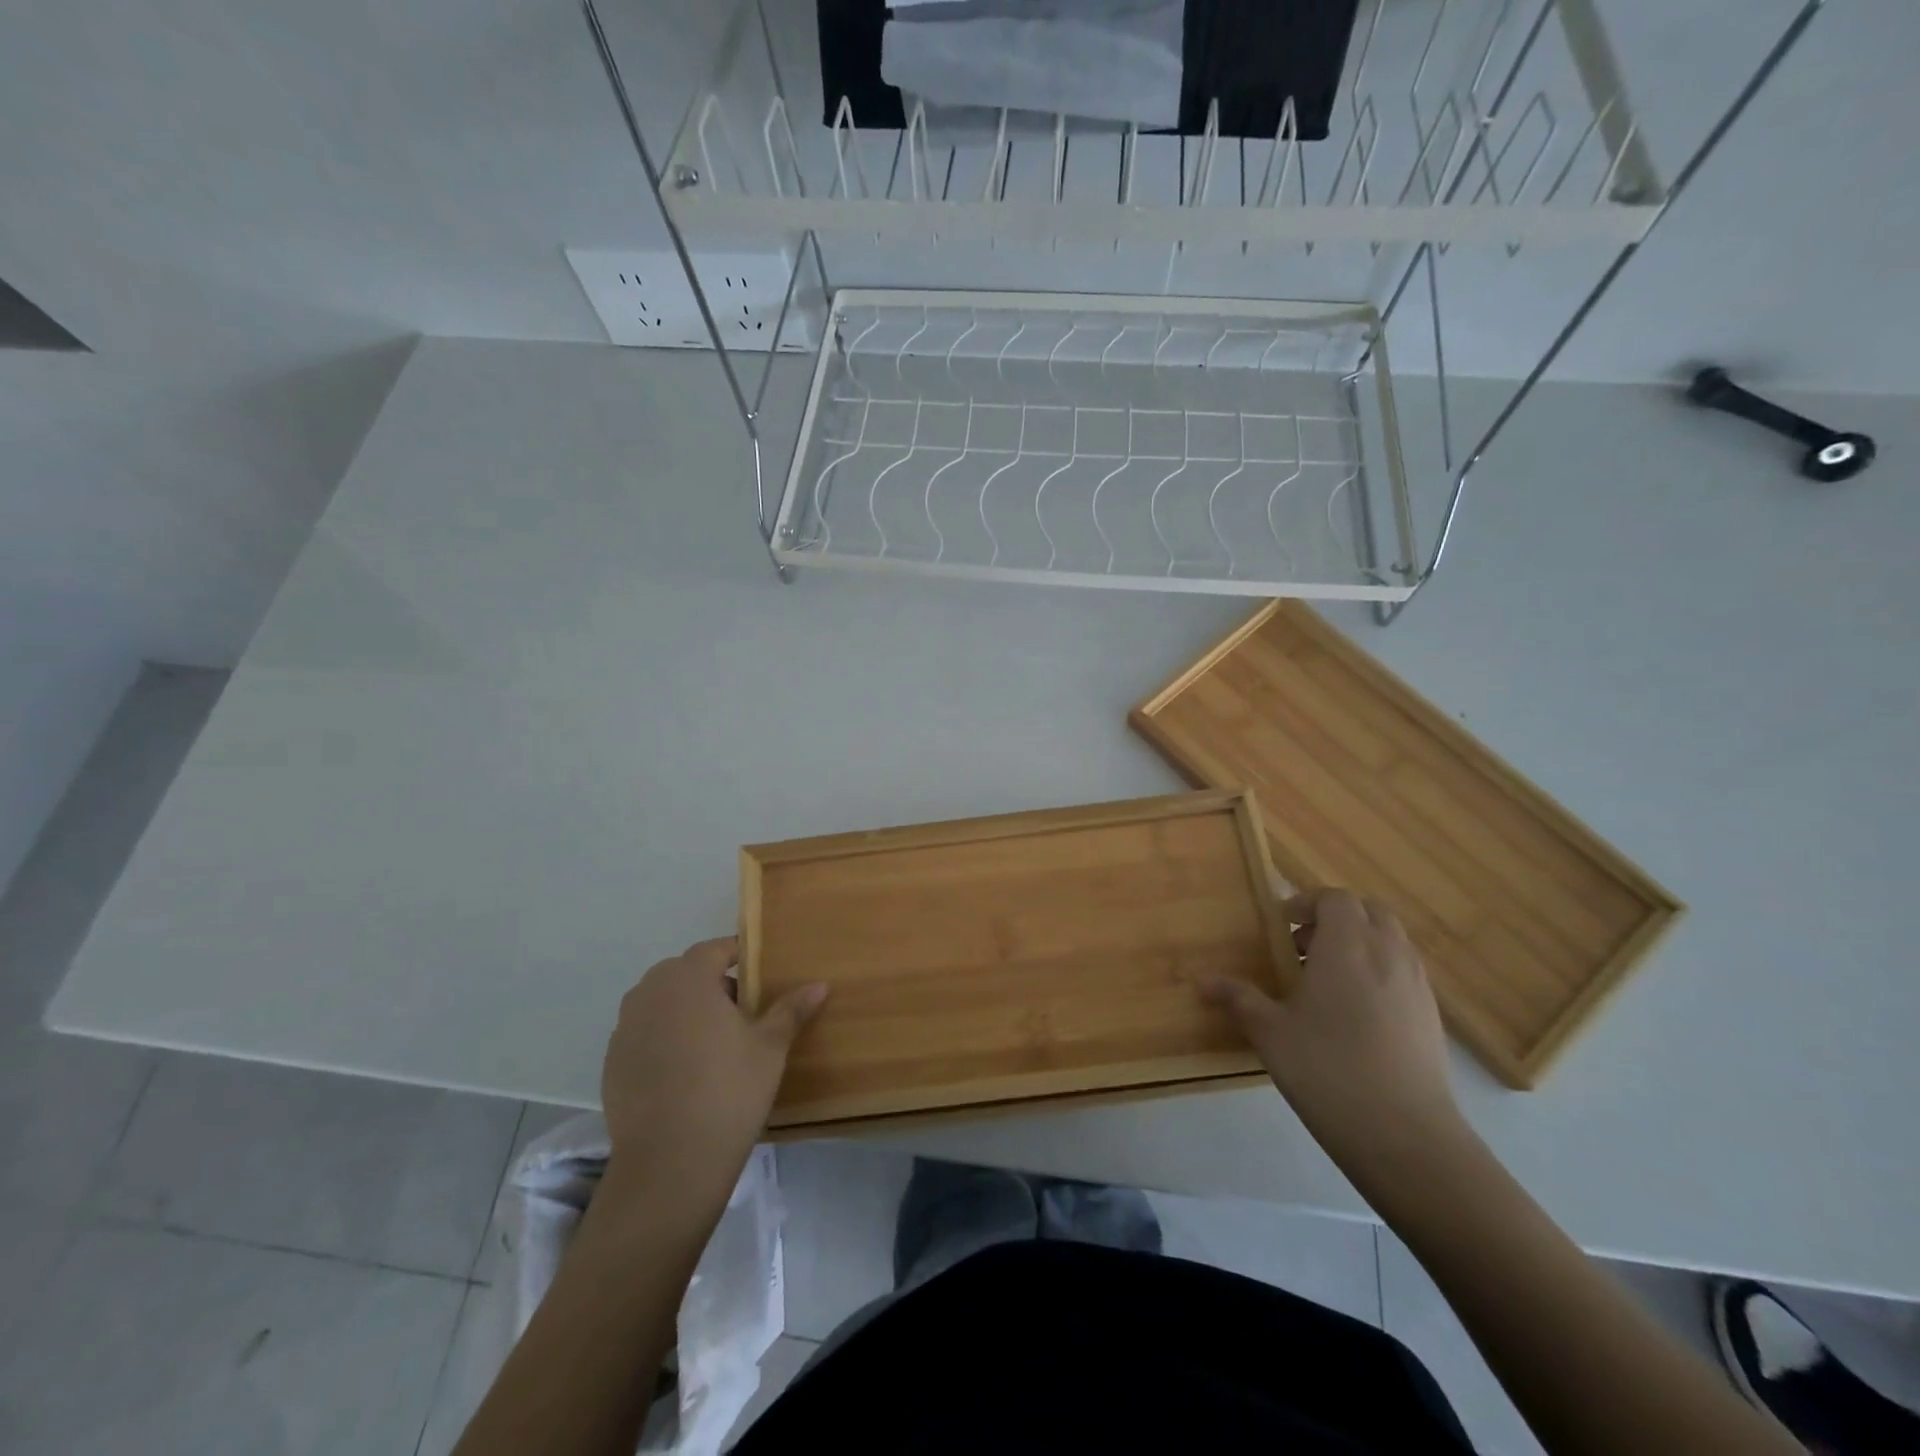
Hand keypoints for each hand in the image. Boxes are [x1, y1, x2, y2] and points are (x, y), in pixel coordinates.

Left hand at [600, 937, 826, 1208]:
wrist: (669, 1163)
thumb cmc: (729, 1090)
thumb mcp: (770, 1046)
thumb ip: (792, 1009)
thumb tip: (820, 984)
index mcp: (688, 978)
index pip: (715, 949)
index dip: (739, 955)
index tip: (760, 973)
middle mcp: (650, 992)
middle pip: (685, 973)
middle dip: (712, 983)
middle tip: (743, 1011)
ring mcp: (625, 1028)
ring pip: (662, 1003)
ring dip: (686, 1010)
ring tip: (715, 1042)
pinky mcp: (612, 1063)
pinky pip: (644, 1034)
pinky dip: (664, 1039)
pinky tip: (686, 1072)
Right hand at [1196, 889, 1461, 1168]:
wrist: (1406, 1136)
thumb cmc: (1328, 1070)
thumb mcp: (1270, 1033)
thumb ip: (1238, 998)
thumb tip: (1201, 979)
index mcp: (1347, 946)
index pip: (1335, 898)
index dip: (1307, 904)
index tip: (1281, 927)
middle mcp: (1387, 953)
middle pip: (1368, 911)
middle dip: (1336, 918)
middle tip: (1302, 948)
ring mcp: (1416, 985)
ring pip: (1390, 940)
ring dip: (1359, 944)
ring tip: (1326, 983)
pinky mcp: (1432, 1016)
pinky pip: (1403, 972)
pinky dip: (1379, 973)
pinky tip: (1355, 1015)